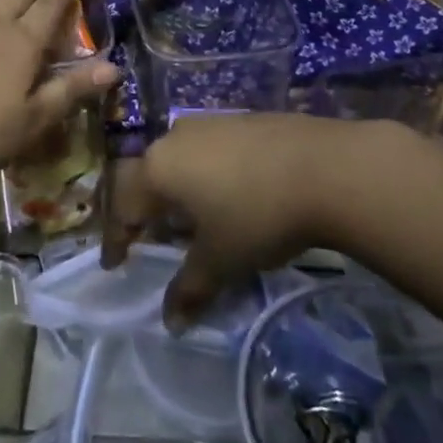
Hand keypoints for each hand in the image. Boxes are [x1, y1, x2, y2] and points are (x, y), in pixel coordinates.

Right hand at [104, 113, 379, 331]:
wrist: (327, 166)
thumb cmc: (258, 215)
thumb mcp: (221, 259)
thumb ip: (189, 288)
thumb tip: (170, 322)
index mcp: (158, 168)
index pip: (124, 207)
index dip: (117, 240)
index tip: (114, 265)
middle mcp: (175, 138)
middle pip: (147, 177)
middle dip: (144, 211)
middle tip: (148, 239)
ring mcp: (210, 123)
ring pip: (179, 161)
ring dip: (177, 191)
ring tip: (190, 220)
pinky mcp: (242, 120)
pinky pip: (208, 151)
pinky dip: (205, 175)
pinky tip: (227, 194)